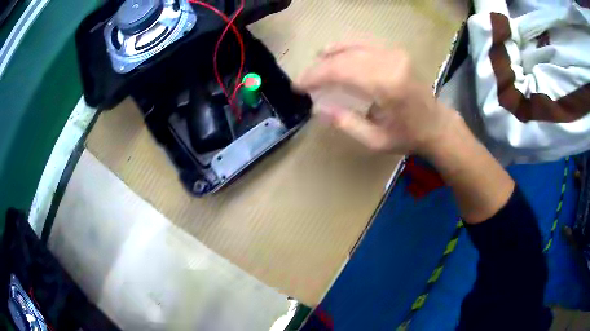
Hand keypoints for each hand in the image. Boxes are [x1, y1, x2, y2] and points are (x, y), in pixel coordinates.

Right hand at [296, 41, 457, 154]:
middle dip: (319, 67)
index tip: (297, 86)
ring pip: (352, 44)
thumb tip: (316, 108)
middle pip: (344, 56)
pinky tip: (336, 53)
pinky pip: (364, 42)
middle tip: (305, 80)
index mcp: (387, 84)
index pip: (340, 70)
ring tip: (316, 65)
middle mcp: (390, 61)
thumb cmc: (408, 136)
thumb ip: (345, 123)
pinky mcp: (396, 50)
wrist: (436, 124)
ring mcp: (394, 52)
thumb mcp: (375, 140)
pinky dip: (346, 47)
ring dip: (330, 53)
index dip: (314, 76)